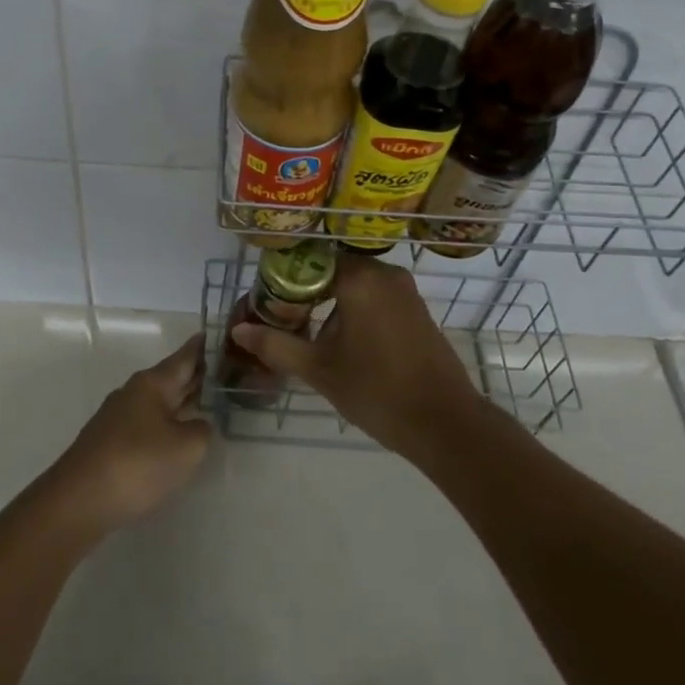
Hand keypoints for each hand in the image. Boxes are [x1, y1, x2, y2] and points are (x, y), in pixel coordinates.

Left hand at [46, 336, 213, 537]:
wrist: (78, 501)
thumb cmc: (137, 464)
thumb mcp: (186, 448)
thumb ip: (201, 430)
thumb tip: (197, 425)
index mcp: (152, 384)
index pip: (184, 357)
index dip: (201, 347)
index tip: (213, 334)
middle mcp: (133, 393)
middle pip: (170, 379)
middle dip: (194, 376)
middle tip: (222, 371)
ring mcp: (118, 418)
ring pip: (158, 403)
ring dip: (180, 402)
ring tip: (205, 404)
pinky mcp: (109, 443)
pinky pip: (146, 424)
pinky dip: (165, 424)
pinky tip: (174, 438)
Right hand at [229, 254, 484, 458]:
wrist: (445, 424)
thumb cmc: (377, 391)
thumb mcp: (319, 369)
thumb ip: (277, 344)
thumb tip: (239, 330)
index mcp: (360, 278)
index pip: (309, 260)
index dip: (283, 278)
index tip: (266, 302)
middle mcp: (384, 273)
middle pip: (331, 268)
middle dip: (304, 290)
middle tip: (281, 318)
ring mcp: (404, 290)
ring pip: (354, 282)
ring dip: (328, 300)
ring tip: (305, 331)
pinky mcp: (416, 309)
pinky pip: (374, 296)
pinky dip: (352, 308)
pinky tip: (339, 340)